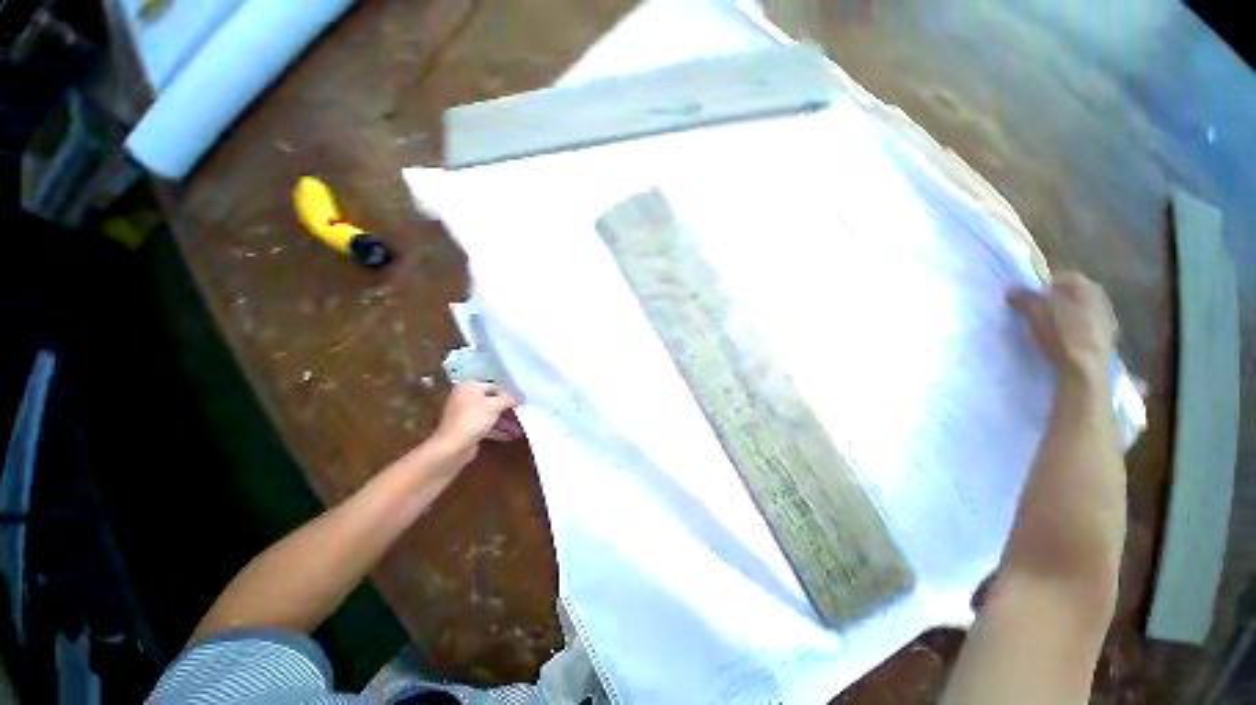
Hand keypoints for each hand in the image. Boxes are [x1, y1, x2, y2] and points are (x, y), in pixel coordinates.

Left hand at [430, 382, 522, 466]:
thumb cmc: (473, 418)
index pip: (494, 386)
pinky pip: (486, 426)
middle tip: (523, 414)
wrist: (452, 447)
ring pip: (490, 415)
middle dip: (508, 410)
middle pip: (492, 401)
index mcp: (469, 386)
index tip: (523, 400)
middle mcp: (466, 398)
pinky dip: (498, 430)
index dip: (509, 393)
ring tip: (520, 429)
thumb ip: (509, 399)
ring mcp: (465, 414)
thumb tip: (520, 398)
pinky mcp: (467, 429)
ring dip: (505, 422)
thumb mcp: (495, 405)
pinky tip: (510, 436)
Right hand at [1007, 272, 1116, 379]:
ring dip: (1069, 312)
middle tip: (1040, 313)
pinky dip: (1079, 325)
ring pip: (1082, 307)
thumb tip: (1010, 289)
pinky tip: (1069, 337)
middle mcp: (1098, 294)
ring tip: (1054, 326)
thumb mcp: (1035, 316)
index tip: (1030, 300)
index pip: (1058, 278)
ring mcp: (1108, 313)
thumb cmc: (1060, 336)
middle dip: (1057, 299)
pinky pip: (1090, 321)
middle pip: (1072, 292)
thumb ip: (1024, 299)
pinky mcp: (1110, 332)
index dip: (1041, 287)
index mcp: (1082, 285)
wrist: (1087, 368)